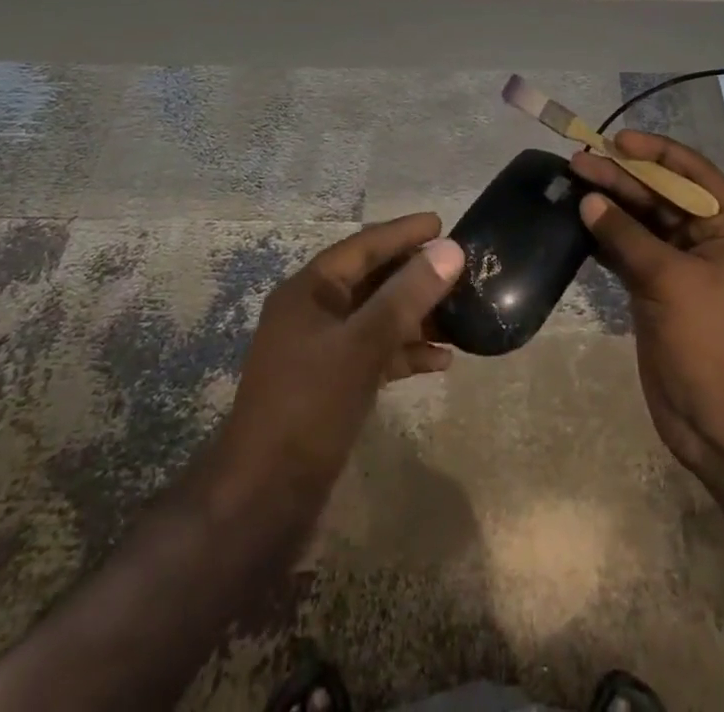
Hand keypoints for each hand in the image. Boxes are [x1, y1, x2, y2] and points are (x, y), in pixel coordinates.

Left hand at [218, 215, 464, 495]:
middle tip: (460, 268)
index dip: (403, 233)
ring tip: (460, 313)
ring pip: (377, 317)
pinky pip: (375, 353)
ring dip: (416, 315)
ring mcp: (321, 351)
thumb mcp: (363, 345)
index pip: (363, 246)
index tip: (442, 224)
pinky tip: (441, 361)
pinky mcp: (332, 384)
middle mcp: (313, 312)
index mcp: (309, 291)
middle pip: (372, 280)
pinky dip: (405, 353)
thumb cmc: (309, 407)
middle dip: (415, 274)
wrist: (263, 499)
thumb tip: (450, 250)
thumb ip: (407, 295)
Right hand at [570, 133, 723, 481]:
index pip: (693, 176)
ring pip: (640, 223)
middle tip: (579, 163)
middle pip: (661, 197)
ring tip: (571, 183)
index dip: (657, 153)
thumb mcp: (670, 281)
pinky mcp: (654, 291)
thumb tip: (588, 201)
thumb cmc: (709, 343)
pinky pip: (627, 251)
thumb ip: (627, 237)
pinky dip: (604, 236)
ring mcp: (678, 268)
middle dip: (623, 178)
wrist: (719, 424)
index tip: (618, 141)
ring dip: (609, 204)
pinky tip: (576, 221)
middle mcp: (706, 242)